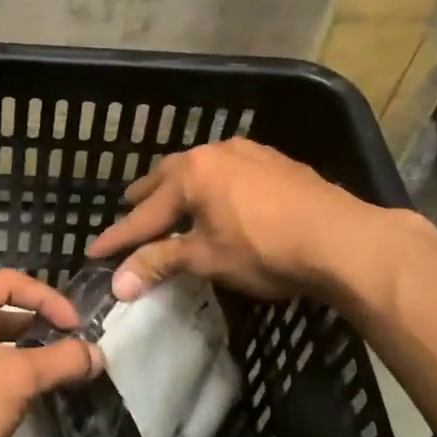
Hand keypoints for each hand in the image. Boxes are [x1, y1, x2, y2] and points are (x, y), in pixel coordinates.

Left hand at [0, 270, 102, 436]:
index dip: (49, 300)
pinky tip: (26, 389)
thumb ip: (61, 361)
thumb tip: (97, 354)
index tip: (78, 327)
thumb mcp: (16, 380)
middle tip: (72, 344)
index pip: (9, 283)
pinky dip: (1, 368)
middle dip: (37, 325)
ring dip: (22, 350)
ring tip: (56, 367)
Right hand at [88, 137, 396, 301]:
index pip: (144, 213)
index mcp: (191, 173)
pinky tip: (221, 199)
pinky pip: (229, 171)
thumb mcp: (206, 258)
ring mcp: (248, 153)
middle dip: (146, 199)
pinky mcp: (276, 162)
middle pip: (167, 178)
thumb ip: (160, 263)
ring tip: (173, 202)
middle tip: (129, 213)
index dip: (118, 237)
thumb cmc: (264, 249)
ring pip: (201, 169)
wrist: (342, 239)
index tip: (94, 252)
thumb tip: (118, 283)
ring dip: (181, 188)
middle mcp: (215, 153)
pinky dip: (213, 186)